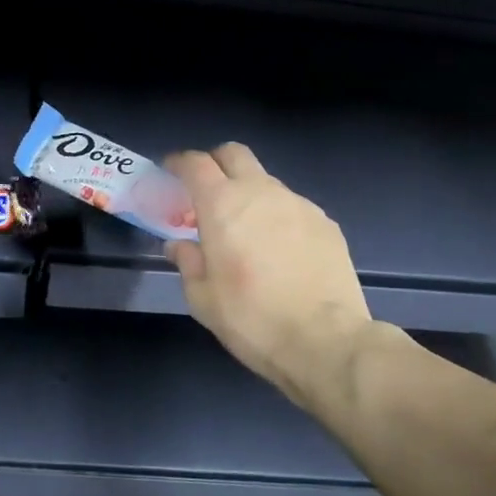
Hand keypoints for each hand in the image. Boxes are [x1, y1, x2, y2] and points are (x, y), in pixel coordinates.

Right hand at [164, 144, 373, 409]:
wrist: (326, 341)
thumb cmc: (251, 319)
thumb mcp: (202, 298)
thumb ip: (187, 261)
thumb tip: (180, 245)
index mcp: (221, 204)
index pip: (194, 163)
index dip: (178, 163)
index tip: (169, 173)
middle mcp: (260, 192)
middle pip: (233, 154)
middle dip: (215, 163)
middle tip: (206, 193)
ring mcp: (298, 204)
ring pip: (265, 181)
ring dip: (249, 194)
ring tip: (246, 230)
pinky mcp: (326, 223)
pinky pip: (292, 207)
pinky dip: (278, 217)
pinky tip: (280, 251)